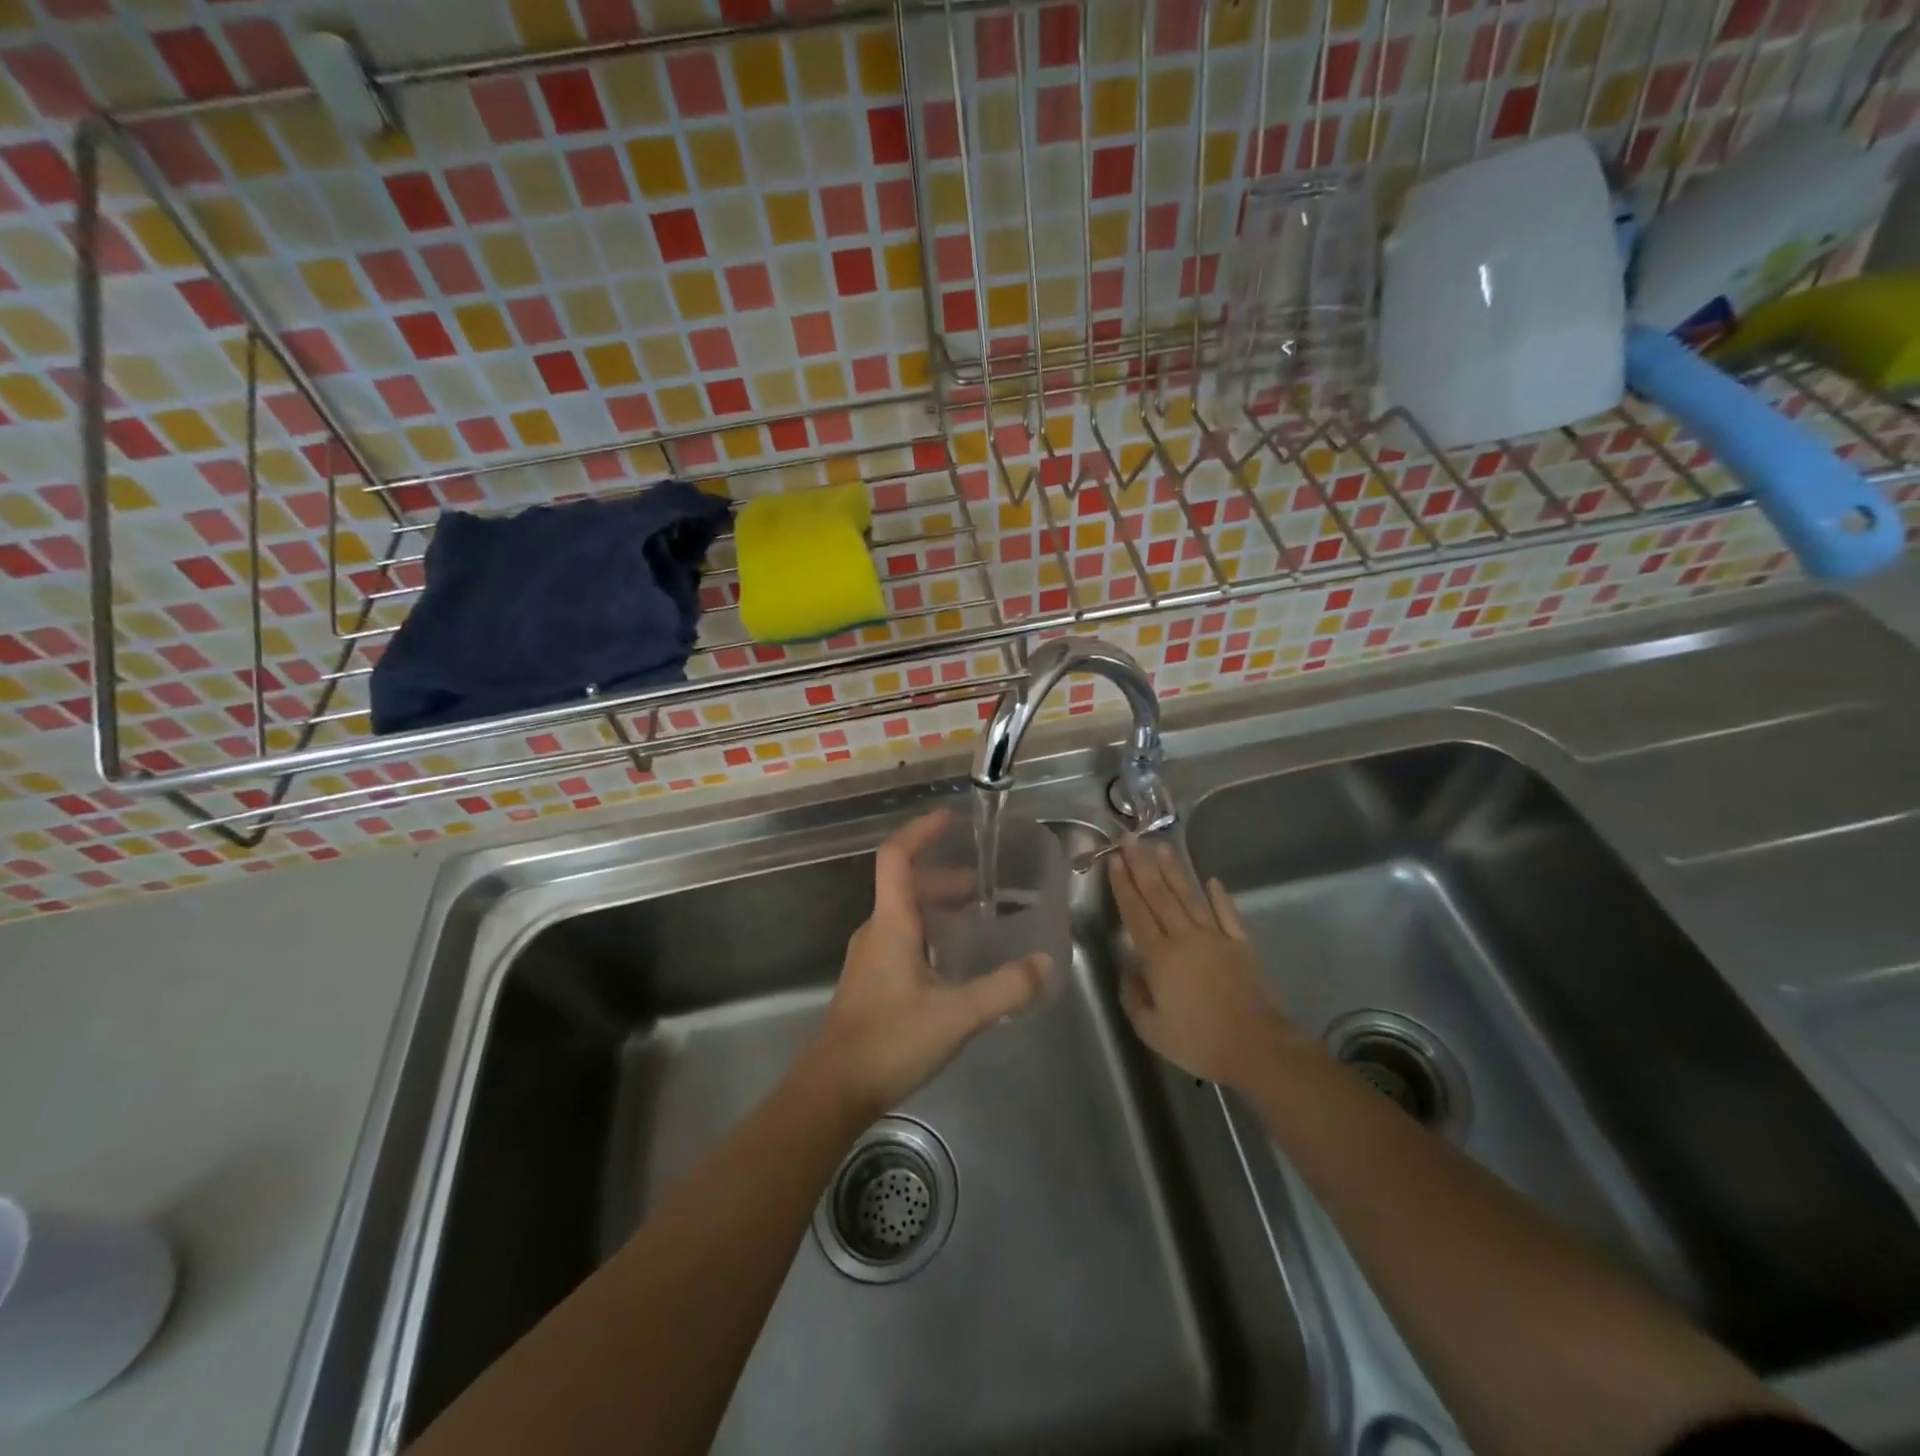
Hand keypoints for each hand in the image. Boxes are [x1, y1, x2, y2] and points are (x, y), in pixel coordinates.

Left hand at [803, 809, 1049, 1121]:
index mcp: (891, 924)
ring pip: (904, 915)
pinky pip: (902, 938)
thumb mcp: (957, 1014)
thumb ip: (1005, 988)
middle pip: (905, 886)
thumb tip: (1045, 964)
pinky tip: (954, 962)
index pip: (896, 857)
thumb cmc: (891, 1040)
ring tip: (975, 919)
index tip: (948, 818)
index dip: (920, 832)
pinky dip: (930, 933)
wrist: (834, 1090)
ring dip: (937, 907)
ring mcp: (869, 957)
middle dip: (943, 877)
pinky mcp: (871, 981)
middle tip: (982, 885)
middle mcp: (876, 931)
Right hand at [1110, 837, 1302, 1089]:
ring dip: (1174, 871)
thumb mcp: (1151, 1030)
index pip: (1135, 913)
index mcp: (1159, 957)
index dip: (1123, 885)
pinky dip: (1219, 897)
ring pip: (1189, 897)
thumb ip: (1133, 997)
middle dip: (1142, 865)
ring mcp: (1215, 938)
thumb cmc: (1199, 1042)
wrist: (1258, 1048)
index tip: (1114, 859)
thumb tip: (1129, 972)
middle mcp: (1184, 938)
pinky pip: (1227, 915)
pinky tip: (1211, 880)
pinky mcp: (1241, 945)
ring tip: (1161, 846)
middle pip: (1159, 895)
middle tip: (1130, 838)